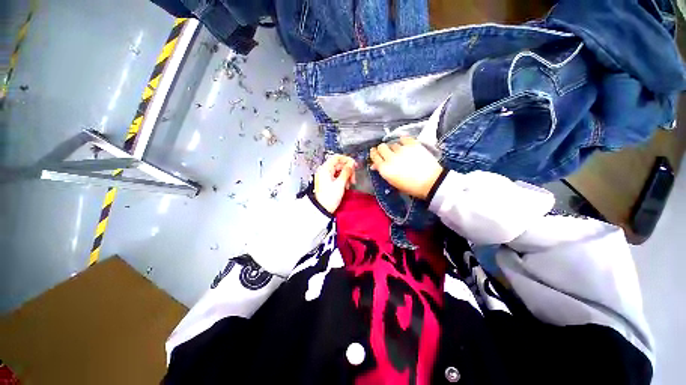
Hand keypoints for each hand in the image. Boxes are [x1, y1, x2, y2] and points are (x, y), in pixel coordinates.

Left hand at [314, 154, 356, 213]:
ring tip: (350, 183)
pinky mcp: (327, 182)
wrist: (322, 209)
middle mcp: (324, 170)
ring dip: (346, 176)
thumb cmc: (329, 197)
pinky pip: (337, 176)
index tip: (354, 164)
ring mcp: (326, 176)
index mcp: (325, 169)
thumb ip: (347, 172)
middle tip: (353, 177)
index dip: (347, 160)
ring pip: (339, 171)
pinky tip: (346, 186)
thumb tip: (351, 164)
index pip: (337, 157)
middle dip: (348, 170)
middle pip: (339, 164)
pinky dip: (343, 179)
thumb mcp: (340, 183)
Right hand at [370, 137, 442, 199]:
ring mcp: (402, 150)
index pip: (374, 156)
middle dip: (382, 149)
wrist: (431, 183)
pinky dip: (403, 141)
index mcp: (384, 169)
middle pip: (381, 147)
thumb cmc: (410, 187)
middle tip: (387, 153)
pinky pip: (404, 138)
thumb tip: (374, 165)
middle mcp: (390, 158)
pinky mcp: (413, 145)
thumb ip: (383, 171)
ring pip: (393, 144)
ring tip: (399, 152)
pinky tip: (405, 144)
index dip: (374, 153)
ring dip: (394, 147)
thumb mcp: (393, 182)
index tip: (375, 153)